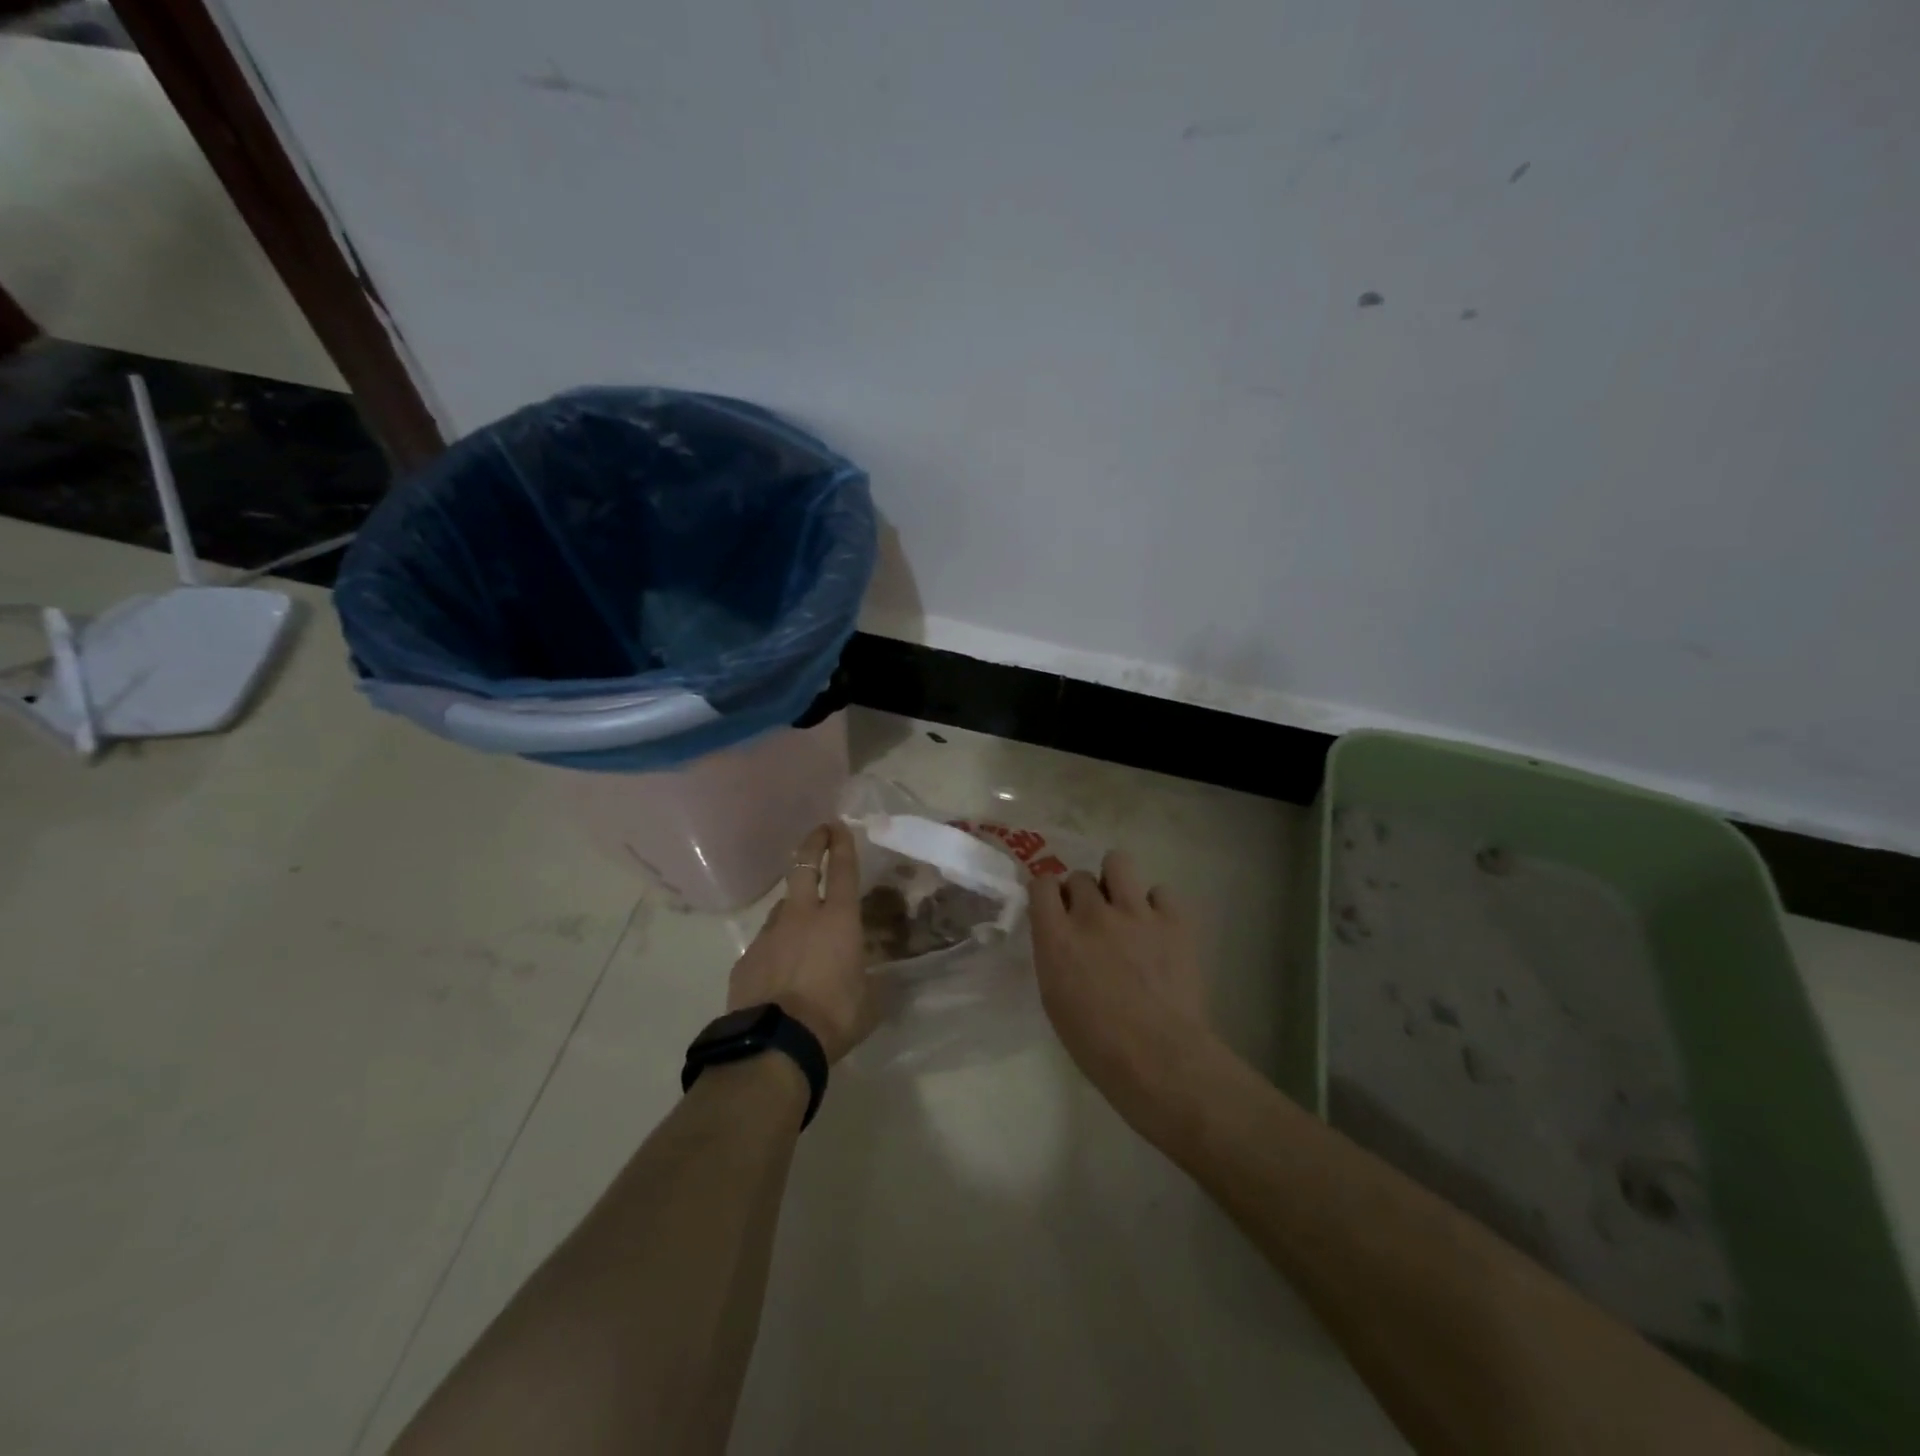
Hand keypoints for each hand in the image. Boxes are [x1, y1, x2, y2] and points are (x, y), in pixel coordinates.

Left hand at [728, 823, 875, 1064]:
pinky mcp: (746, 958)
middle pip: (804, 867)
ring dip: (794, 906)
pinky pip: (765, 943)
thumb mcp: (870, 1002)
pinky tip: (780, 969)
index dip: (843, 845)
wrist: (774, 1045)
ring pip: (783, 907)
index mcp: (839, 921)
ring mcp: (769, 935)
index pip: (844, 871)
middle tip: (819, 832)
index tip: (840, 826)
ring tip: (803, 924)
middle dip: (813, 844)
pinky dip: (776, 947)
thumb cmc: (833, 1017)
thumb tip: (883, 982)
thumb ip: (876, 984)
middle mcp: (802, 917)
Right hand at [1030, 851, 1220, 1130]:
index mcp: (1057, 937)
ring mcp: (1135, 913)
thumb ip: (1054, 954)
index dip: (1047, 893)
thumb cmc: (1097, 1044)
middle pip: (1079, 876)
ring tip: (1123, 905)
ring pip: (1118, 861)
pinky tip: (1157, 929)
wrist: (1160, 1060)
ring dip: (1115, 880)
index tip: (1054, 907)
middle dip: (1082, 894)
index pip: (1041, 884)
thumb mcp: (1054, 998)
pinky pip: (1161, 891)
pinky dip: (1157, 906)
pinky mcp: (1174, 920)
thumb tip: (1062, 934)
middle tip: (1092, 920)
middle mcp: (1092, 915)